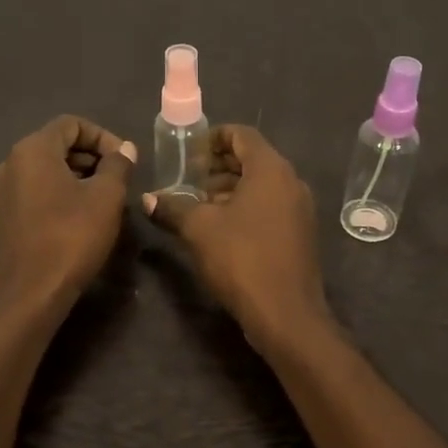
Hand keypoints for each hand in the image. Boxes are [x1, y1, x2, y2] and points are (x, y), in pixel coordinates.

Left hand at [0, 116, 136, 313]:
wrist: (32, 293)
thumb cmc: (72, 237)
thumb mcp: (106, 197)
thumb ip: (118, 165)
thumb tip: (124, 149)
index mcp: (32, 150)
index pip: (71, 124)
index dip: (103, 136)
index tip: (125, 160)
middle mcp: (10, 163)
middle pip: (56, 144)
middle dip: (91, 157)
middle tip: (118, 180)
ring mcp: (2, 191)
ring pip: (46, 170)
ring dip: (77, 176)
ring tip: (104, 199)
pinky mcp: (3, 217)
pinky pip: (35, 191)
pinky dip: (60, 194)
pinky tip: (80, 217)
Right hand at [144, 125, 330, 348]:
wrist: (285, 313)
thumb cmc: (241, 259)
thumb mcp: (199, 230)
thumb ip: (173, 208)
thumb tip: (147, 199)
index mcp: (271, 169)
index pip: (242, 134)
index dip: (213, 137)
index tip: (189, 152)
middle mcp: (291, 182)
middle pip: (253, 160)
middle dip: (218, 167)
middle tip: (188, 179)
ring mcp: (300, 209)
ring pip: (261, 186)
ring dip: (230, 190)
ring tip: (198, 206)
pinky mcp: (300, 234)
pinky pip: (270, 207)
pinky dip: (246, 208)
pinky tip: (221, 230)